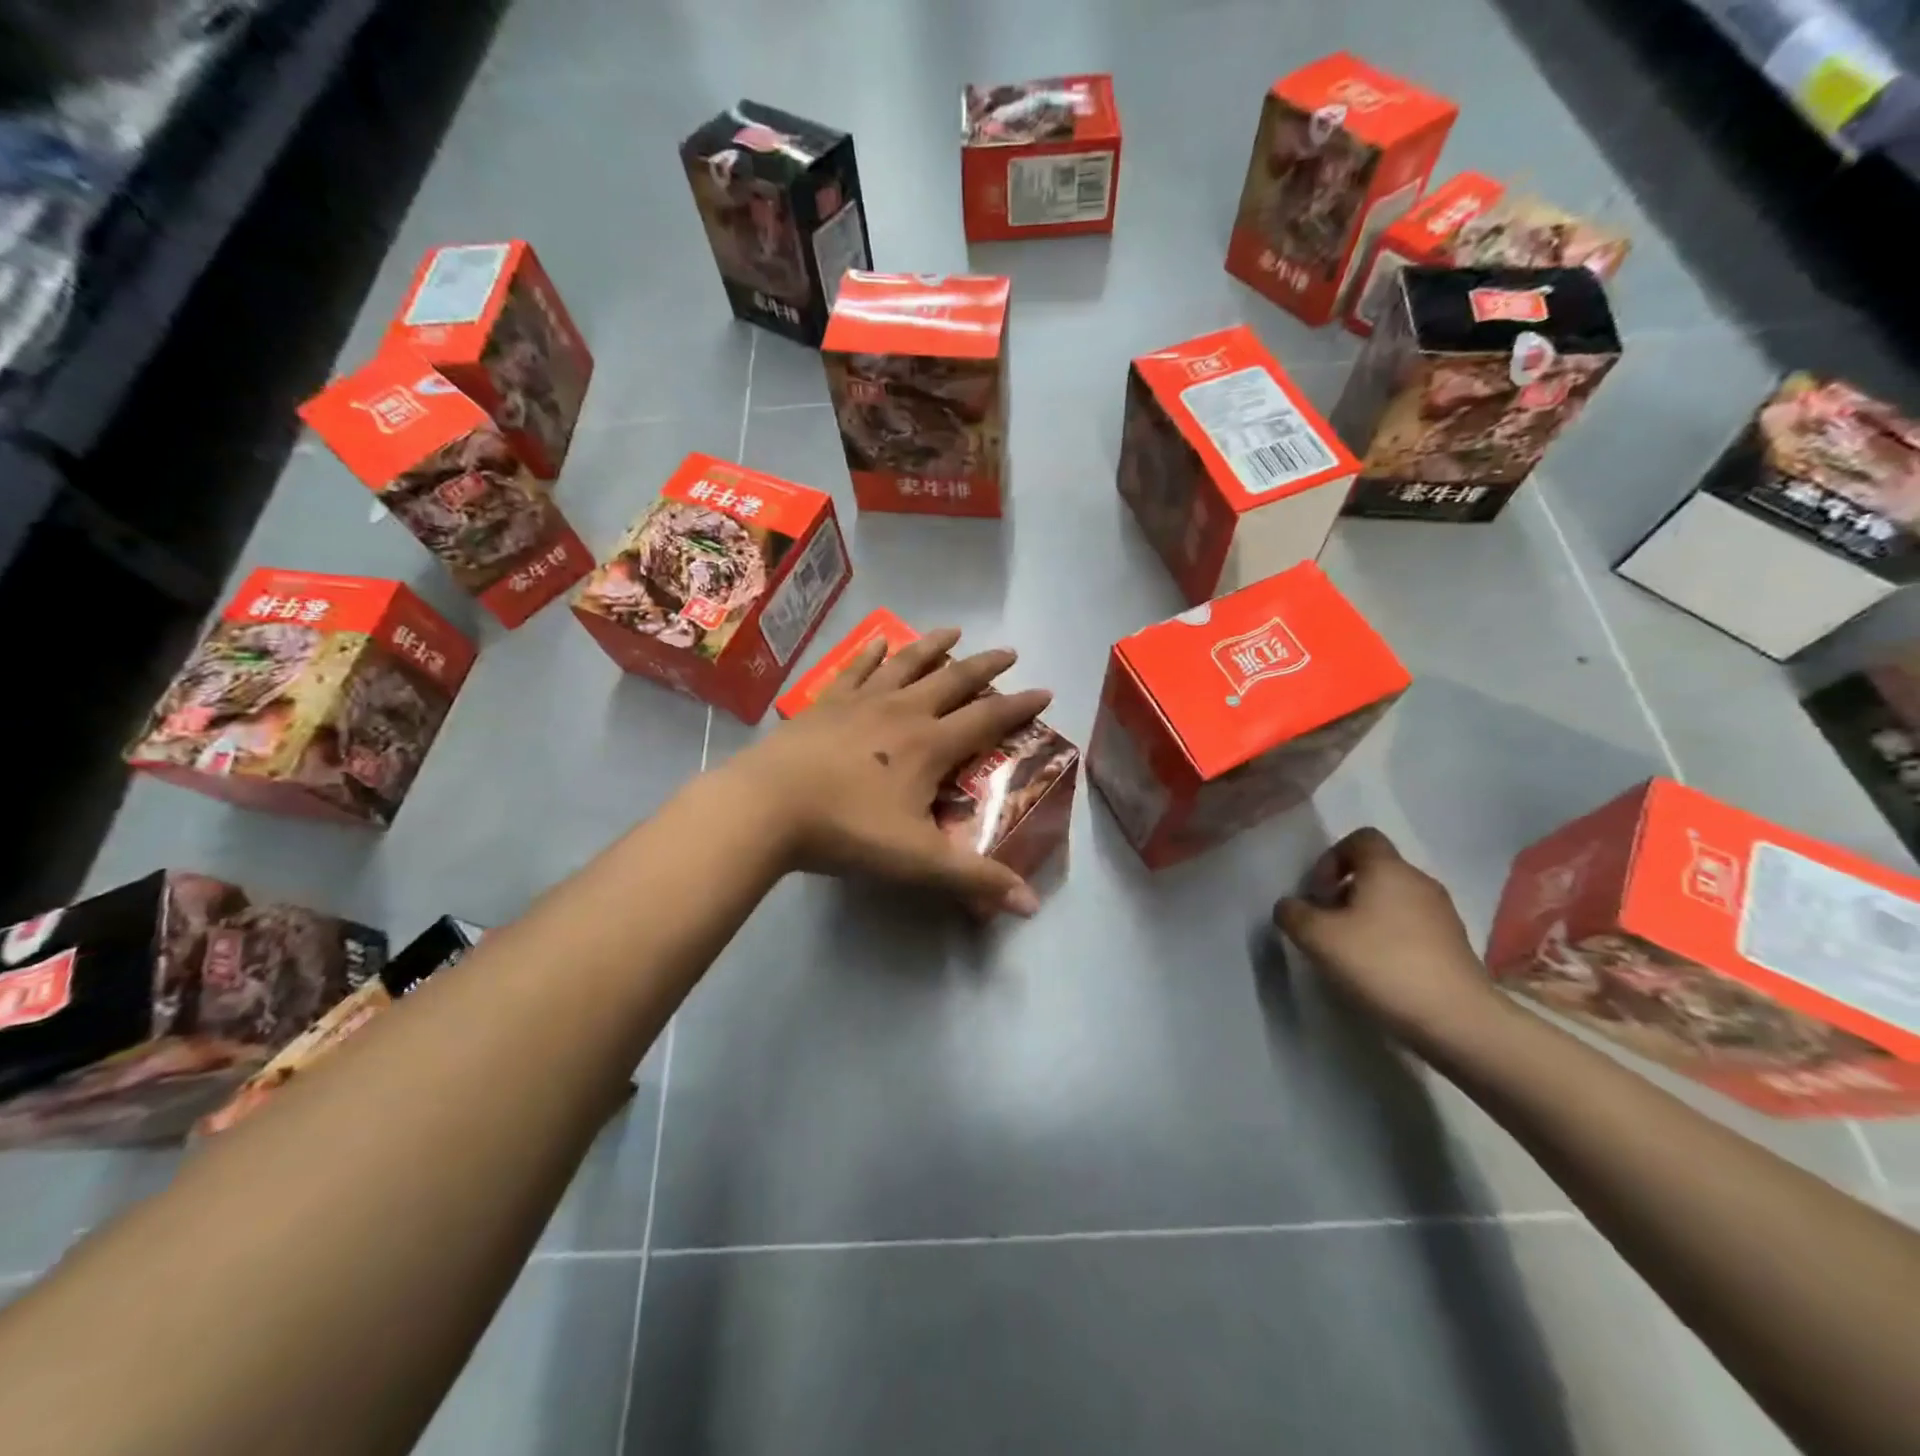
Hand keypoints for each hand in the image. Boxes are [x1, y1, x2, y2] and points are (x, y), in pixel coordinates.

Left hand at [729, 628, 1051, 915]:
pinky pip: (855, 670)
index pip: (987, 719)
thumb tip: (1032, 905)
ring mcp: (861, 702)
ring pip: (907, 665)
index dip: (1020, 706)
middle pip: (953, 681)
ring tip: (954, 631)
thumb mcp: (918, 861)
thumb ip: (975, 880)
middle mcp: (902, 712)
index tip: (1045, 690)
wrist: (767, 807)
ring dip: (933, 647)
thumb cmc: (847, 830)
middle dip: (985, 667)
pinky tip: (879, 641)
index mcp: (930, 745)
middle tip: (1010, 652)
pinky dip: (871, 654)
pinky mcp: (825, 703)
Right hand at [1273, 828, 1507, 1049]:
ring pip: (1394, 900)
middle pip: (1375, 870)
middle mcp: (1419, 881)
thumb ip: (1293, 914)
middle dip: (1345, 891)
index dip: (1332, 858)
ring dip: (1367, 916)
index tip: (1318, 892)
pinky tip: (1379, 969)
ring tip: (1350, 951)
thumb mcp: (1318, 937)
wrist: (1457, 1019)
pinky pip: (1412, 927)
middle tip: (1327, 924)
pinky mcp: (1455, 945)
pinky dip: (1391, 938)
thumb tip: (1290, 906)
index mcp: (1388, 868)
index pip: (1360, 838)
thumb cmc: (1382, 964)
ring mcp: (1442, 913)